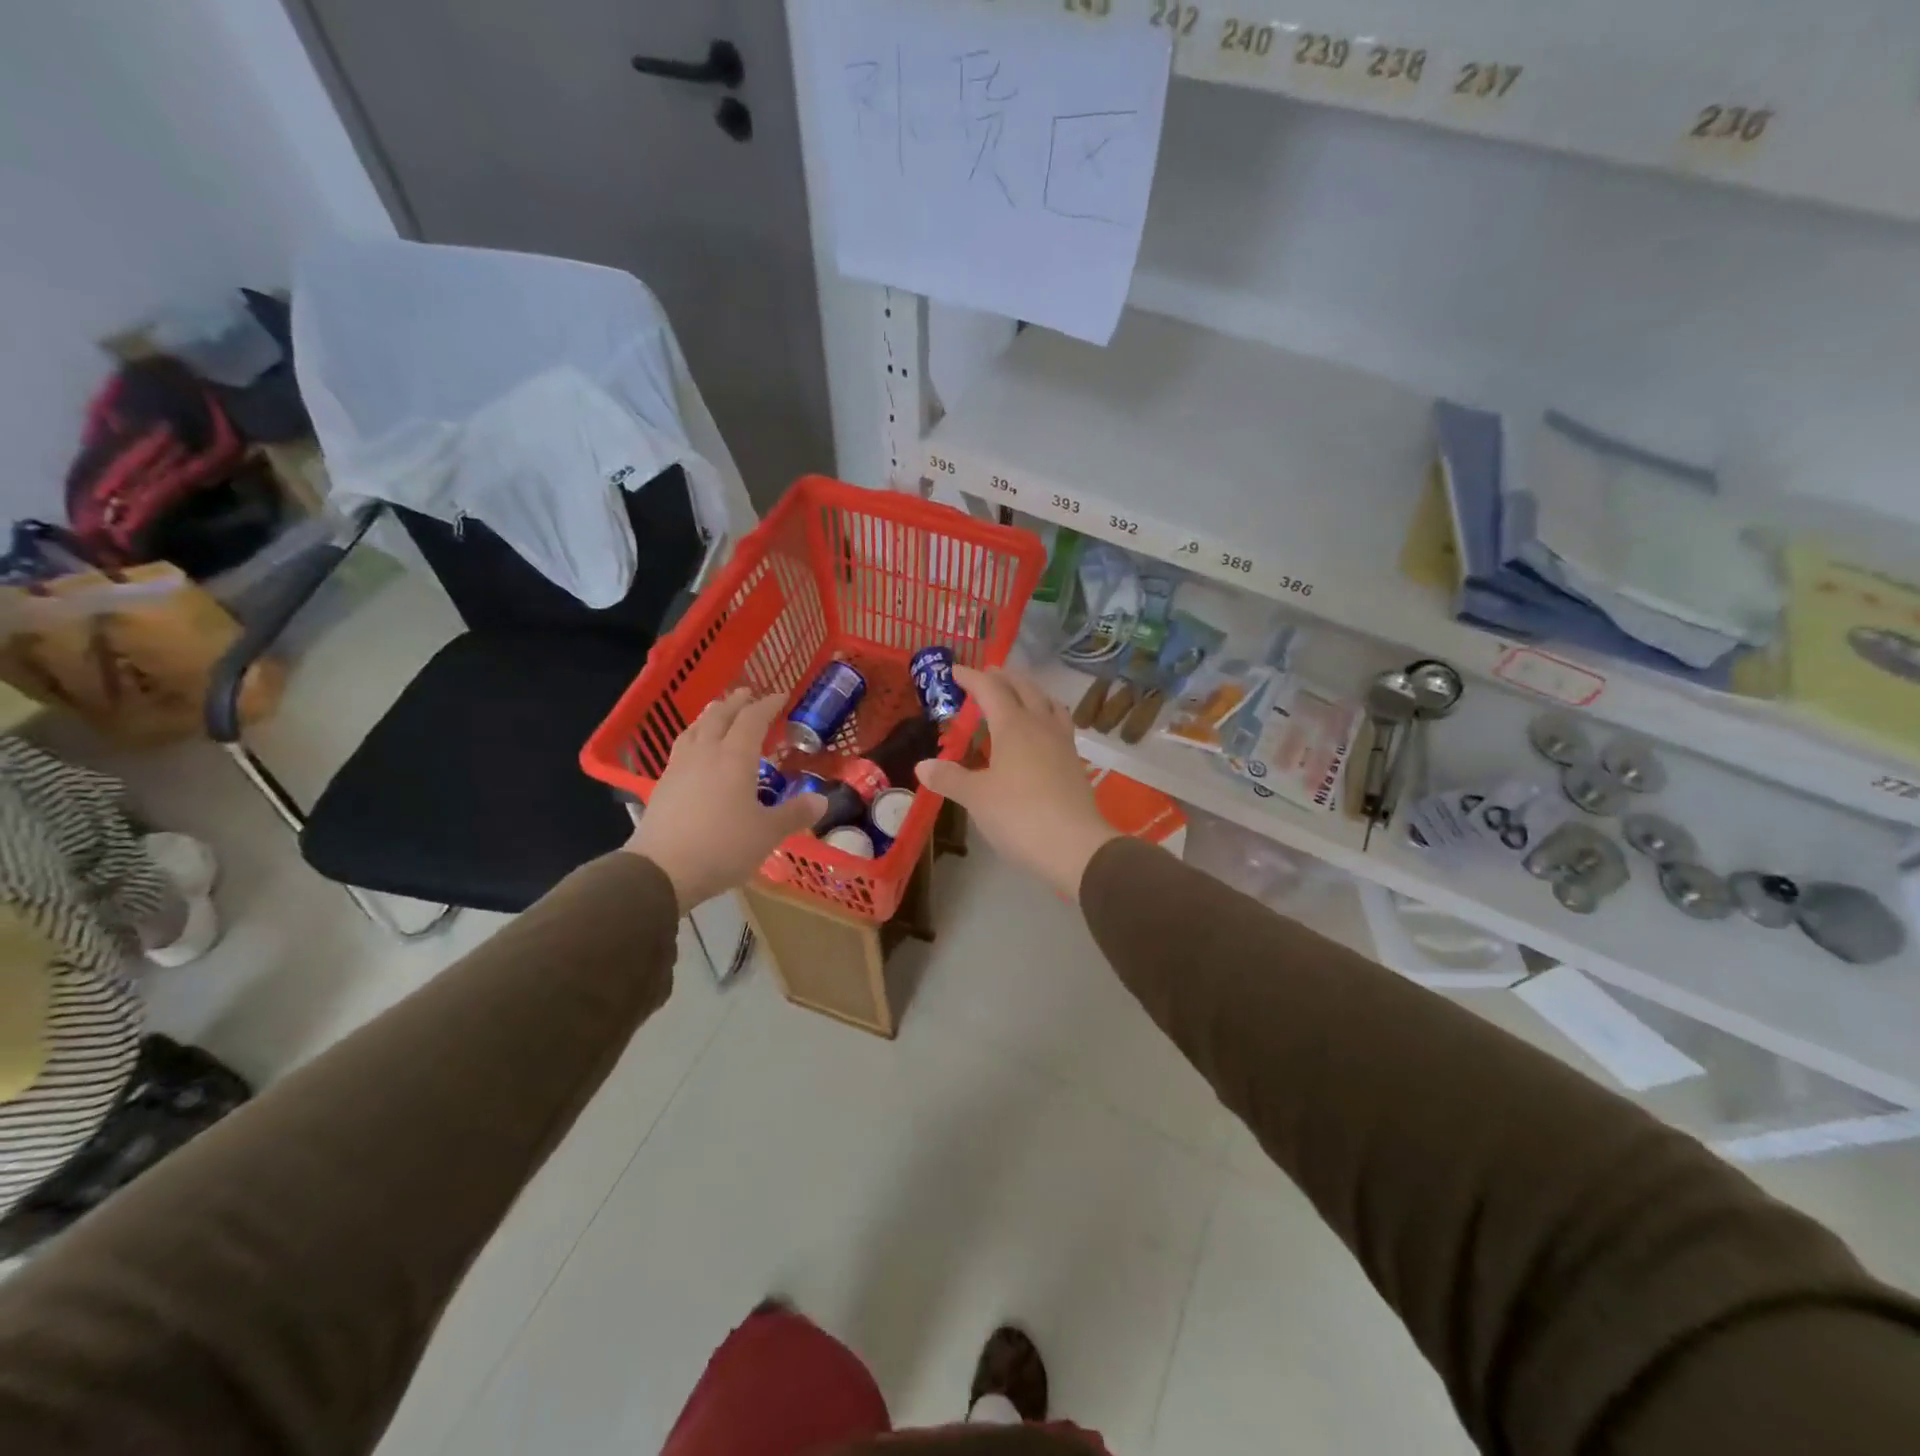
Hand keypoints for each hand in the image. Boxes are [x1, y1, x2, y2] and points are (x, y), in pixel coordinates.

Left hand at [625, 690, 825, 909]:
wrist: (661, 870)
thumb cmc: (722, 846)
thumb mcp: (767, 833)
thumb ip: (795, 814)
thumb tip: (821, 800)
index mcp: (734, 757)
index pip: (752, 719)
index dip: (767, 705)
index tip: (780, 697)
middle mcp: (705, 754)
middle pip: (718, 717)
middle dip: (735, 703)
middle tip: (747, 694)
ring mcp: (679, 768)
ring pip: (694, 729)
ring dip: (709, 716)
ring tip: (717, 713)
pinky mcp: (662, 786)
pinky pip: (680, 749)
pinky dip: (693, 738)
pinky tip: (694, 752)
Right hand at [915, 667, 1117, 898]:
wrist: (1074, 845)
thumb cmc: (1019, 816)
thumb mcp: (976, 798)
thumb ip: (949, 778)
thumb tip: (922, 765)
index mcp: (1013, 726)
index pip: (990, 690)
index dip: (972, 678)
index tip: (955, 671)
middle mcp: (1040, 725)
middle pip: (1024, 688)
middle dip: (1004, 678)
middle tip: (988, 674)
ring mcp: (1062, 743)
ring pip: (1048, 703)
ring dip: (1031, 691)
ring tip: (1019, 694)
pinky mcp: (1075, 762)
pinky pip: (1060, 724)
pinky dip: (1047, 714)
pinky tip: (1042, 731)